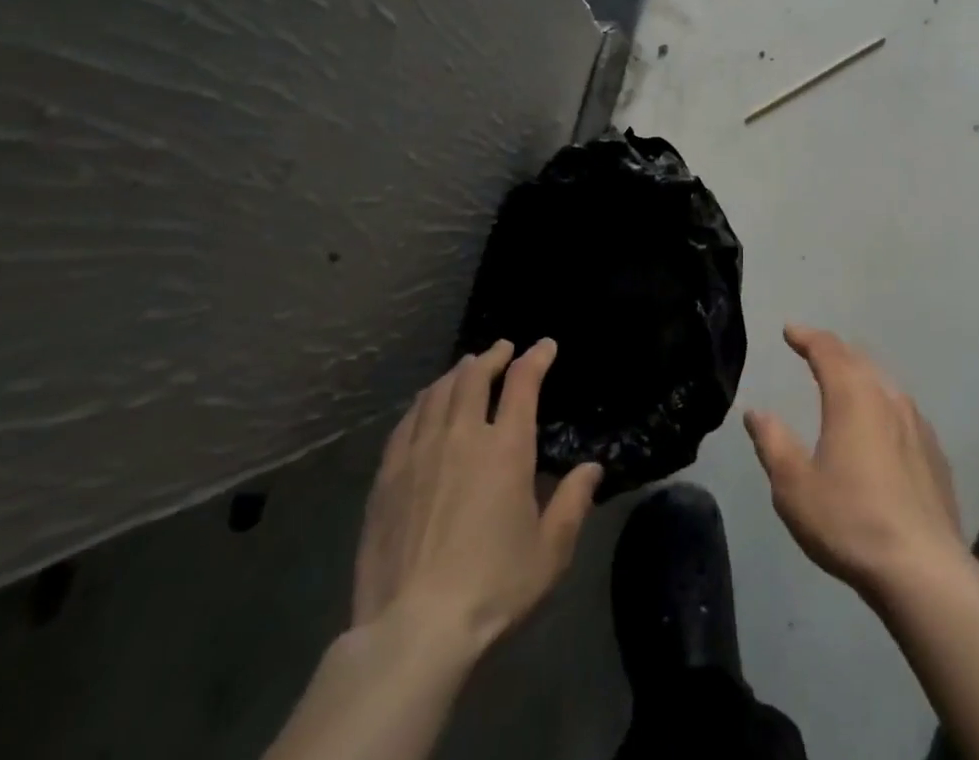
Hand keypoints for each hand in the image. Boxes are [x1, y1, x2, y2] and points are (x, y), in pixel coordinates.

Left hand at [352, 338, 602, 655]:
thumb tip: (591, 469)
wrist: (412, 631)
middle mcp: (462, 437)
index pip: (522, 383)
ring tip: (465, 368)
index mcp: (506, 448)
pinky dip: (422, 403)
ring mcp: (419, 454)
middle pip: (474, 377)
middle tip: (502, 348)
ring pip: (437, 393)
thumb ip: (573, 503)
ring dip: (456, 373)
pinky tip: (424, 405)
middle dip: (492, 356)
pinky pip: (406, 422)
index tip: (545, 346)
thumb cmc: (492, 589)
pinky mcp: (387, 478)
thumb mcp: (550, 552)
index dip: (536, 358)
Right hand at [744, 325, 964, 600]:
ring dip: (860, 376)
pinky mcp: (934, 453)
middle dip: (833, 351)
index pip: (827, 350)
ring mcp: (917, 424)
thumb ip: (773, 443)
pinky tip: (880, 427)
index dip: (806, 337)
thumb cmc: (850, 521)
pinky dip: (881, 405)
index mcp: (852, 396)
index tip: (789, 331)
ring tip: (844, 382)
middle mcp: (887, 398)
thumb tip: (756, 413)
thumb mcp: (794, 486)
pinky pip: (902, 412)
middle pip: (858, 359)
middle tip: (813, 350)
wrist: (924, 570)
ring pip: (884, 384)